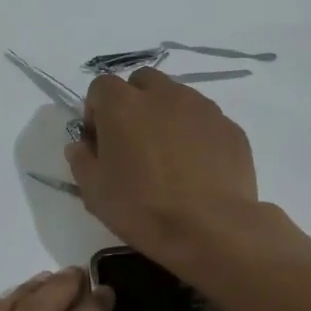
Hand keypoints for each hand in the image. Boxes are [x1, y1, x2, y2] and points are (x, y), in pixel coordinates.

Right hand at [65, 68, 260, 264]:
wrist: (210, 229)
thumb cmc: (142, 209)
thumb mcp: (94, 192)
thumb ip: (82, 161)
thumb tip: (80, 146)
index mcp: (123, 105)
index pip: (101, 87)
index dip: (96, 111)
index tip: (100, 141)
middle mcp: (163, 95)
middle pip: (142, 82)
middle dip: (134, 102)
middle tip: (133, 141)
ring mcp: (201, 108)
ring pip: (177, 97)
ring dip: (166, 116)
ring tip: (168, 156)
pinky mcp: (229, 127)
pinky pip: (204, 121)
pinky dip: (195, 135)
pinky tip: (196, 169)